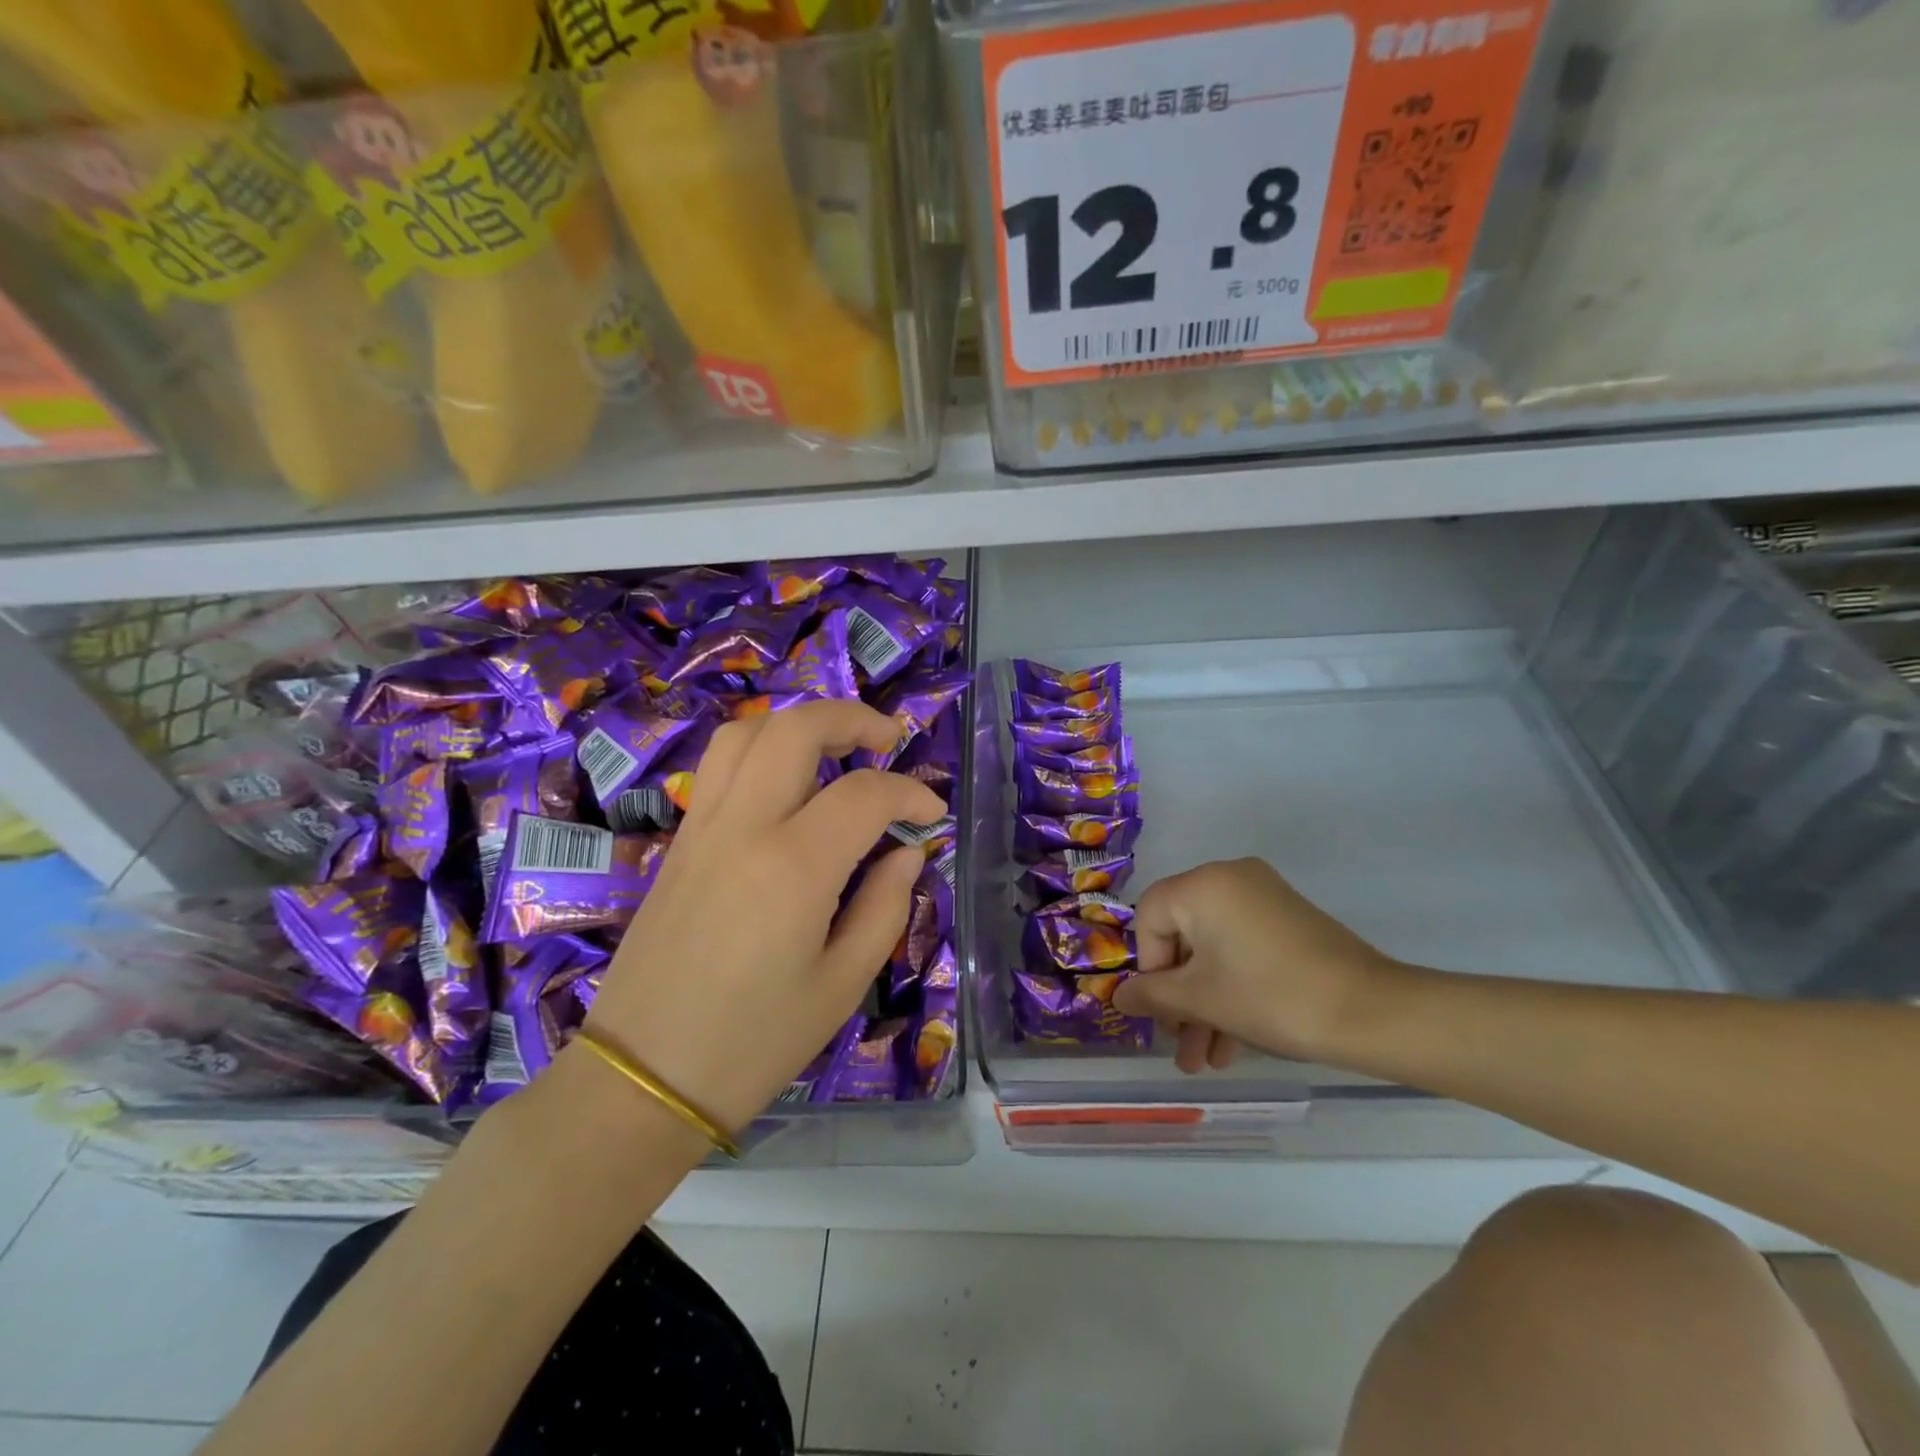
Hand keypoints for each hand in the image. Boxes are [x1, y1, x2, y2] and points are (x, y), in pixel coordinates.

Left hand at [580, 700, 945, 1133]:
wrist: (643, 1078)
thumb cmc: (755, 1043)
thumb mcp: (842, 984)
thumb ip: (885, 906)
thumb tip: (906, 851)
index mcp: (793, 866)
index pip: (865, 794)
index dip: (910, 793)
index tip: (932, 815)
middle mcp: (743, 827)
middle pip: (796, 728)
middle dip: (851, 718)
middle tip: (887, 739)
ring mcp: (702, 828)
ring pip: (746, 733)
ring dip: (798, 723)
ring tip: (835, 748)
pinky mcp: (679, 842)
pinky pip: (719, 767)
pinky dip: (761, 749)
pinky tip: (787, 784)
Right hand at [1110, 858, 1396, 1072]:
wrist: (1374, 1013)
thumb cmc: (1272, 997)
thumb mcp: (1202, 999)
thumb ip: (1151, 995)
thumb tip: (1118, 996)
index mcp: (1203, 884)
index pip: (1148, 918)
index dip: (1148, 969)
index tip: (1163, 1012)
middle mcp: (1230, 878)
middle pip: (1182, 937)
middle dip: (1179, 999)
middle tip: (1181, 1044)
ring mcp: (1263, 897)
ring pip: (1214, 950)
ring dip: (1206, 1004)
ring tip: (1206, 1061)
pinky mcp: (1287, 920)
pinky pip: (1242, 950)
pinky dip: (1233, 988)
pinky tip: (1233, 1043)